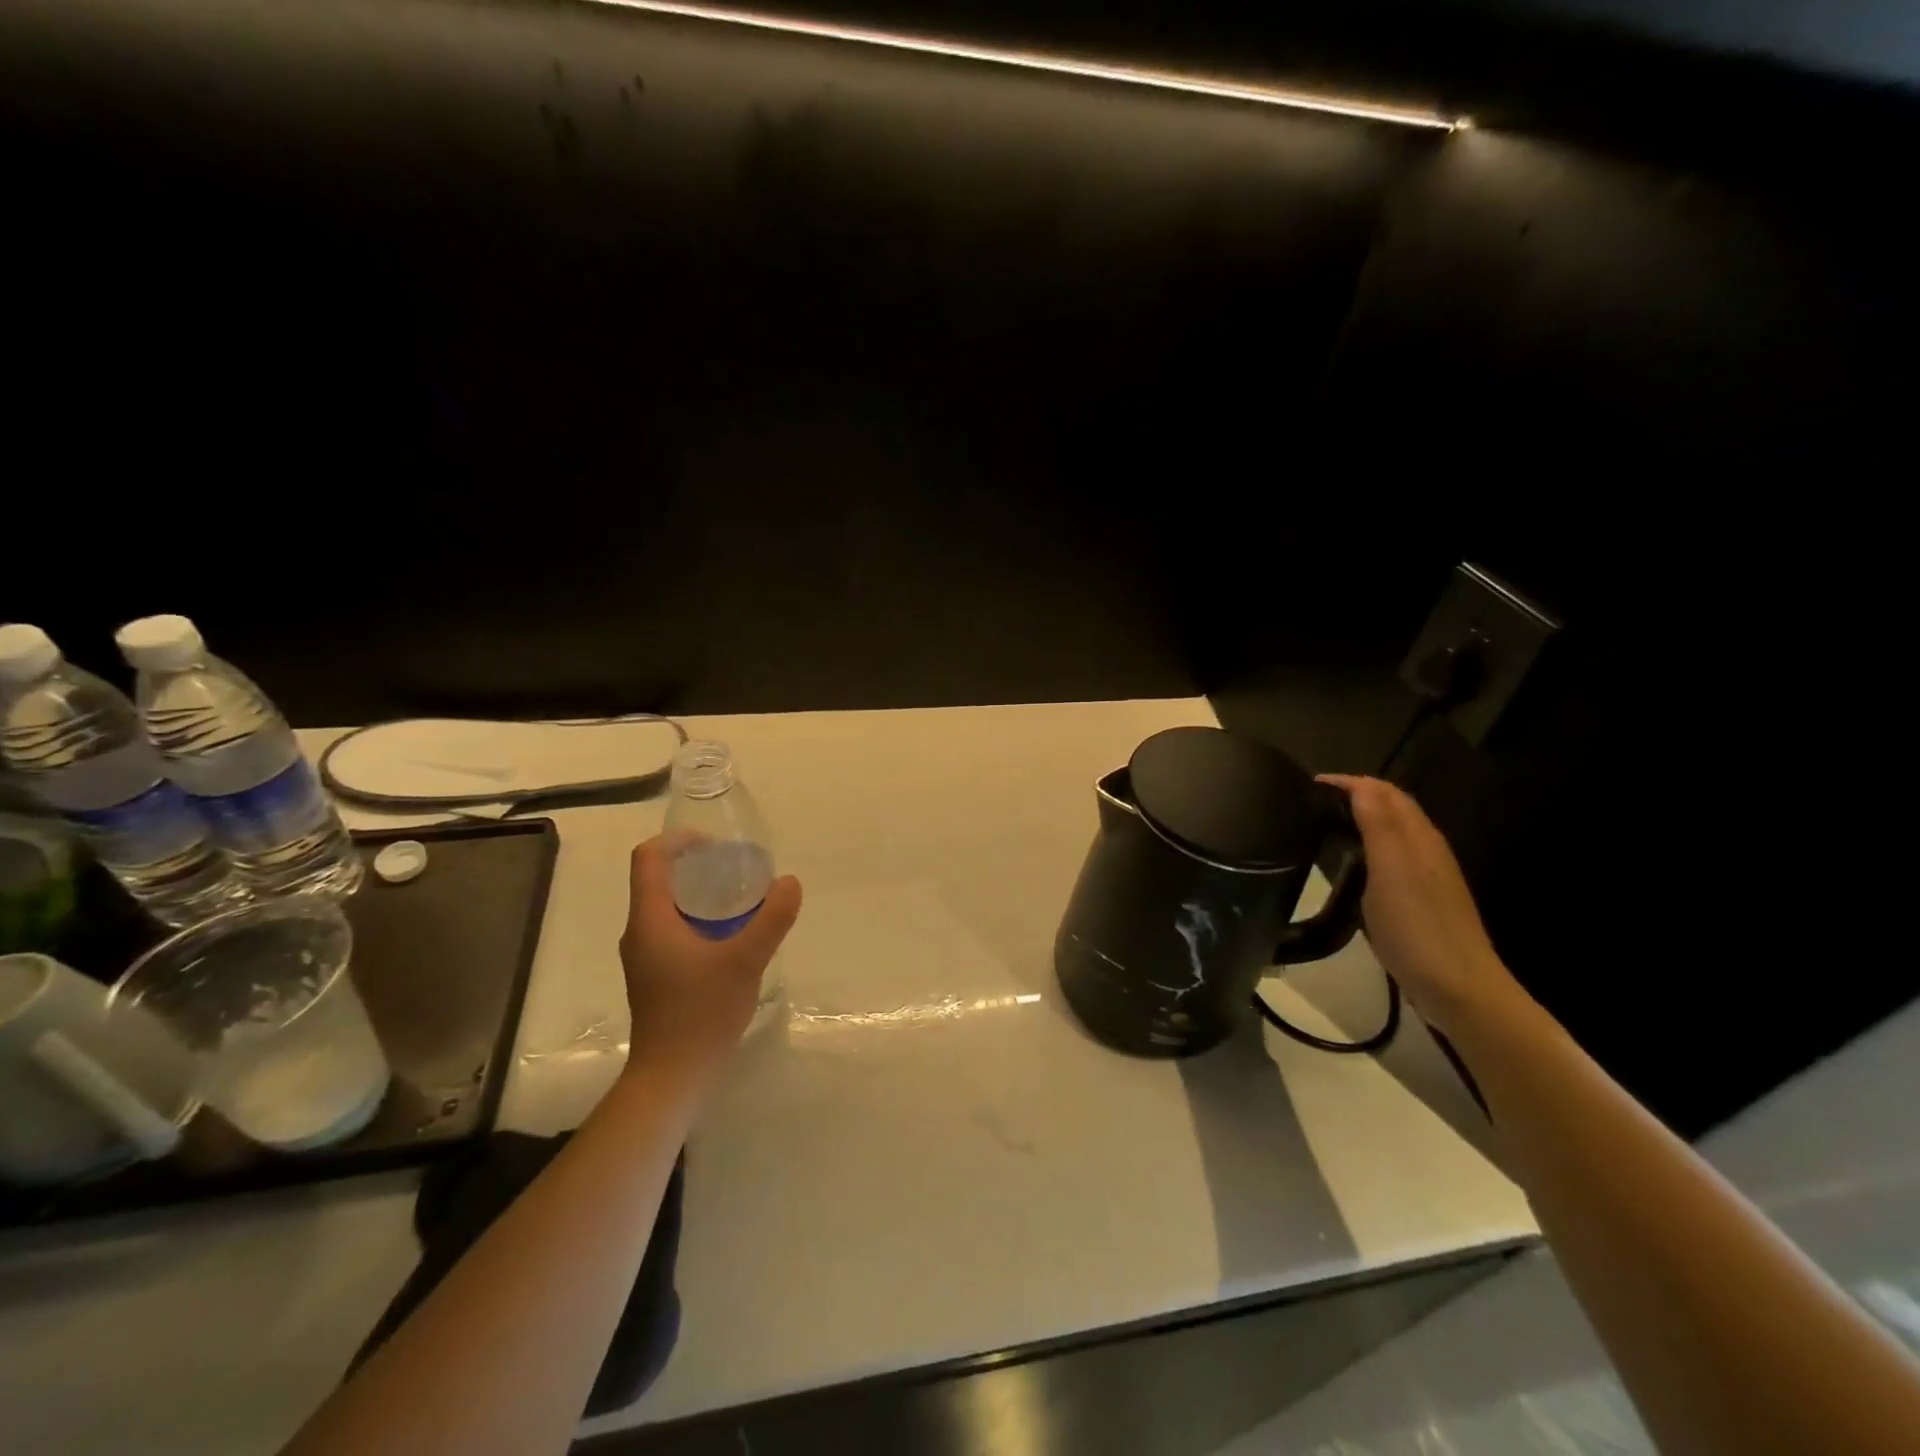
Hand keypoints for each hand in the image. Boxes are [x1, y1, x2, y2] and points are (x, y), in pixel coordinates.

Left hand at [617, 837, 802, 1090]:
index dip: (679, 840)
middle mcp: (639, 932)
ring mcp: (645, 956)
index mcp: (650, 919)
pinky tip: (731, 936)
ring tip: (740, 899)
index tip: (716, 845)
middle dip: (697, 865)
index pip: (648, 858)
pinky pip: (673, 929)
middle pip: (659, 879)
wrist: (671, 1078)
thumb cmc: (701, 1014)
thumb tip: (790, 882)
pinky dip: (699, 919)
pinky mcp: (655, 975)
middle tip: (738, 870)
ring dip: (699, 894)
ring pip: (667, 906)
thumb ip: (771, 919)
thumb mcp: (745, 961)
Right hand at [1316, 774, 1524, 1037]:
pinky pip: (1391, 855)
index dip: (1347, 782)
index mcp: (1418, 836)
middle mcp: (1425, 847)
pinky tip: (1349, 863)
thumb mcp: (1390, 870)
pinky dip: (1367, 844)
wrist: (1458, 988)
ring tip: (1323, 825)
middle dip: (1354, 794)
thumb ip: (1377, 824)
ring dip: (1361, 818)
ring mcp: (1426, 874)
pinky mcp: (1421, 897)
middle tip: (1311, 802)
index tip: (1307, 785)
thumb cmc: (1416, 926)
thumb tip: (1359, 782)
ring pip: (1392, 830)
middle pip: (1391, 806)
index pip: (1382, 791)